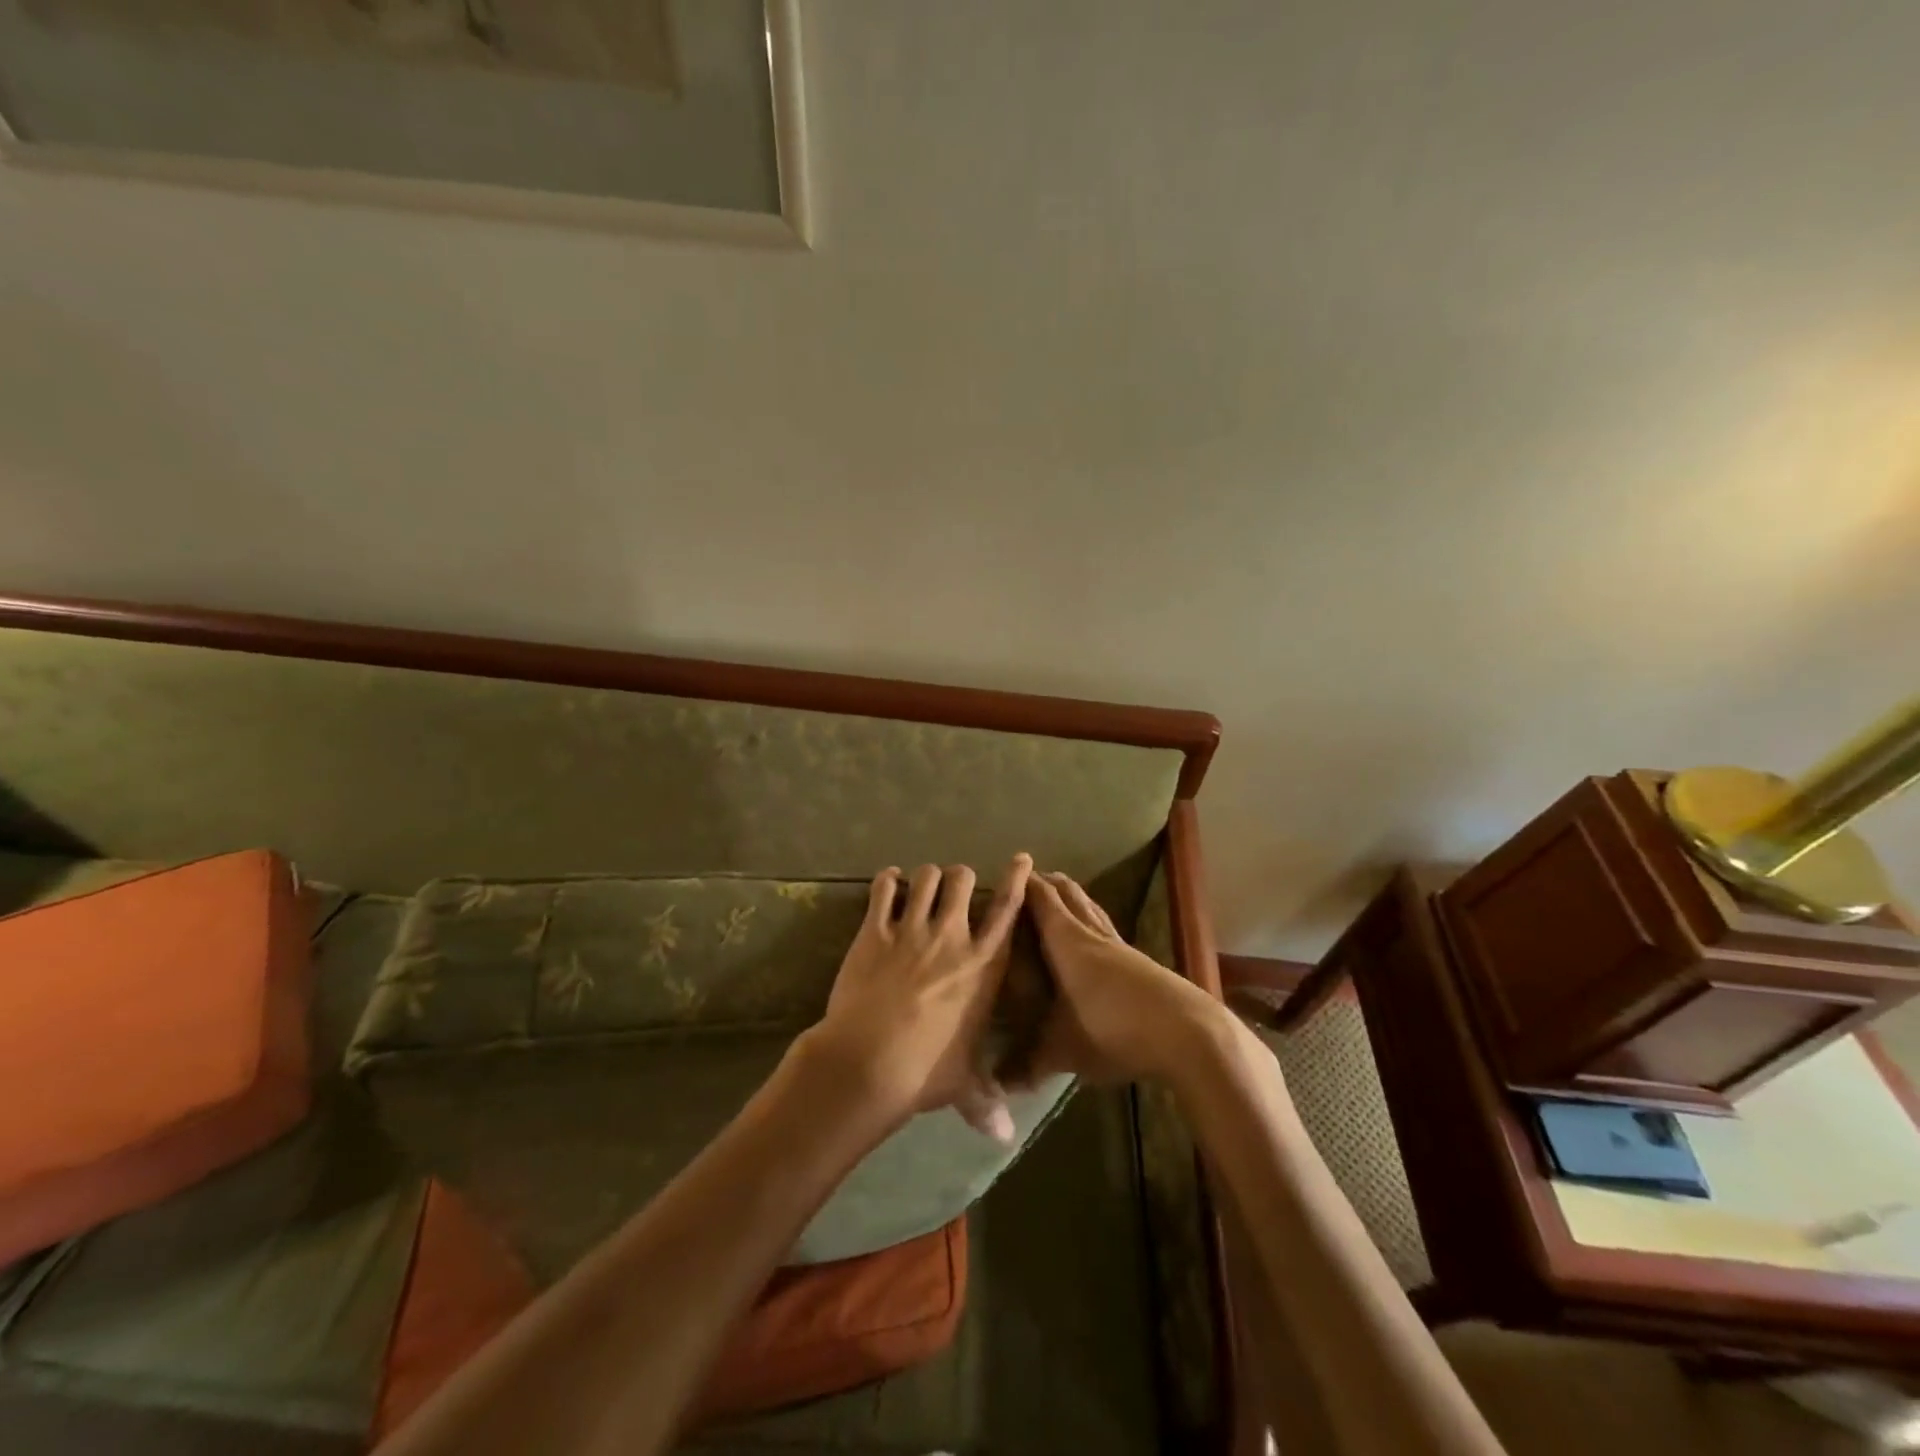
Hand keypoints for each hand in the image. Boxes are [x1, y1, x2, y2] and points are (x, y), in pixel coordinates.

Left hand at [801, 855, 1033, 1138]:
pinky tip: (888, 883)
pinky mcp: (874, 930)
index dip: (1017, 879)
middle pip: (963, 879)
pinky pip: (883, 889)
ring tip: (921, 885)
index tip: (1021, 859)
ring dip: (926, 877)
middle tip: (954, 888)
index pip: (1007, 910)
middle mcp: (952, 936)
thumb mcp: (963, 1085)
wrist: (868, 1062)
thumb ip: (986, 1101)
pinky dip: (887, 881)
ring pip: (925, 877)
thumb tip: (1005, 1138)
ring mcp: (911, 929)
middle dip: (961, 878)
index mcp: (983, 965)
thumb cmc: (926, 1071)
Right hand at [1014, 870, 1222, 1085]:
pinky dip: (1092, 922)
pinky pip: (1107, 929)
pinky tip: (1092, 939)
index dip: (1022, 884)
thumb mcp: (1063, 1051)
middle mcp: (1091, 933)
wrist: (1187, 1033)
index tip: (1002, 877)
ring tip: (1058, 897)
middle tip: (1027, 881)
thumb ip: (1027, 1066)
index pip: (1040, 898)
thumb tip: (994, 1085)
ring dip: (1073, 898)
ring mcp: (1119, 945)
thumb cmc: (1112, 1029)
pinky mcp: (1140, 961)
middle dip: (1047, 883)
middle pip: (1068, 894)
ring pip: (1091, 908)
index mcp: (1066, 940)